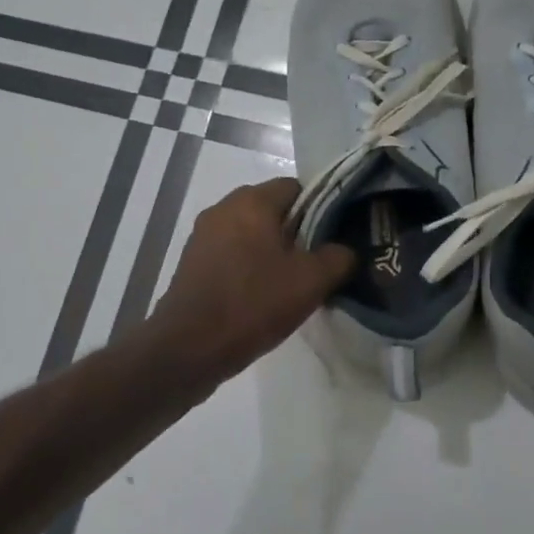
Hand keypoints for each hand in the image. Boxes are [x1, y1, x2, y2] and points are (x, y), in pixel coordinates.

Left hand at [149, 177, 355, 381]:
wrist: (188, 346)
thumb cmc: (253, 304)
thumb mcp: (311, 282)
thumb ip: (338, 257)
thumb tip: (345, 250)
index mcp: (252, 200)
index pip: (296, 187)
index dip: (320, 210)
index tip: (332, 240)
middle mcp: (224, 207)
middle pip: (272, 210)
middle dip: (296, 233)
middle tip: (315, 265)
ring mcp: (203, 234)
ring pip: (251, 232)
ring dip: (271, 252)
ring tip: (290, 284)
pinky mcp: (192, 260)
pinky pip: (231, 252)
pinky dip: (248, 266)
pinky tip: (259, 296)